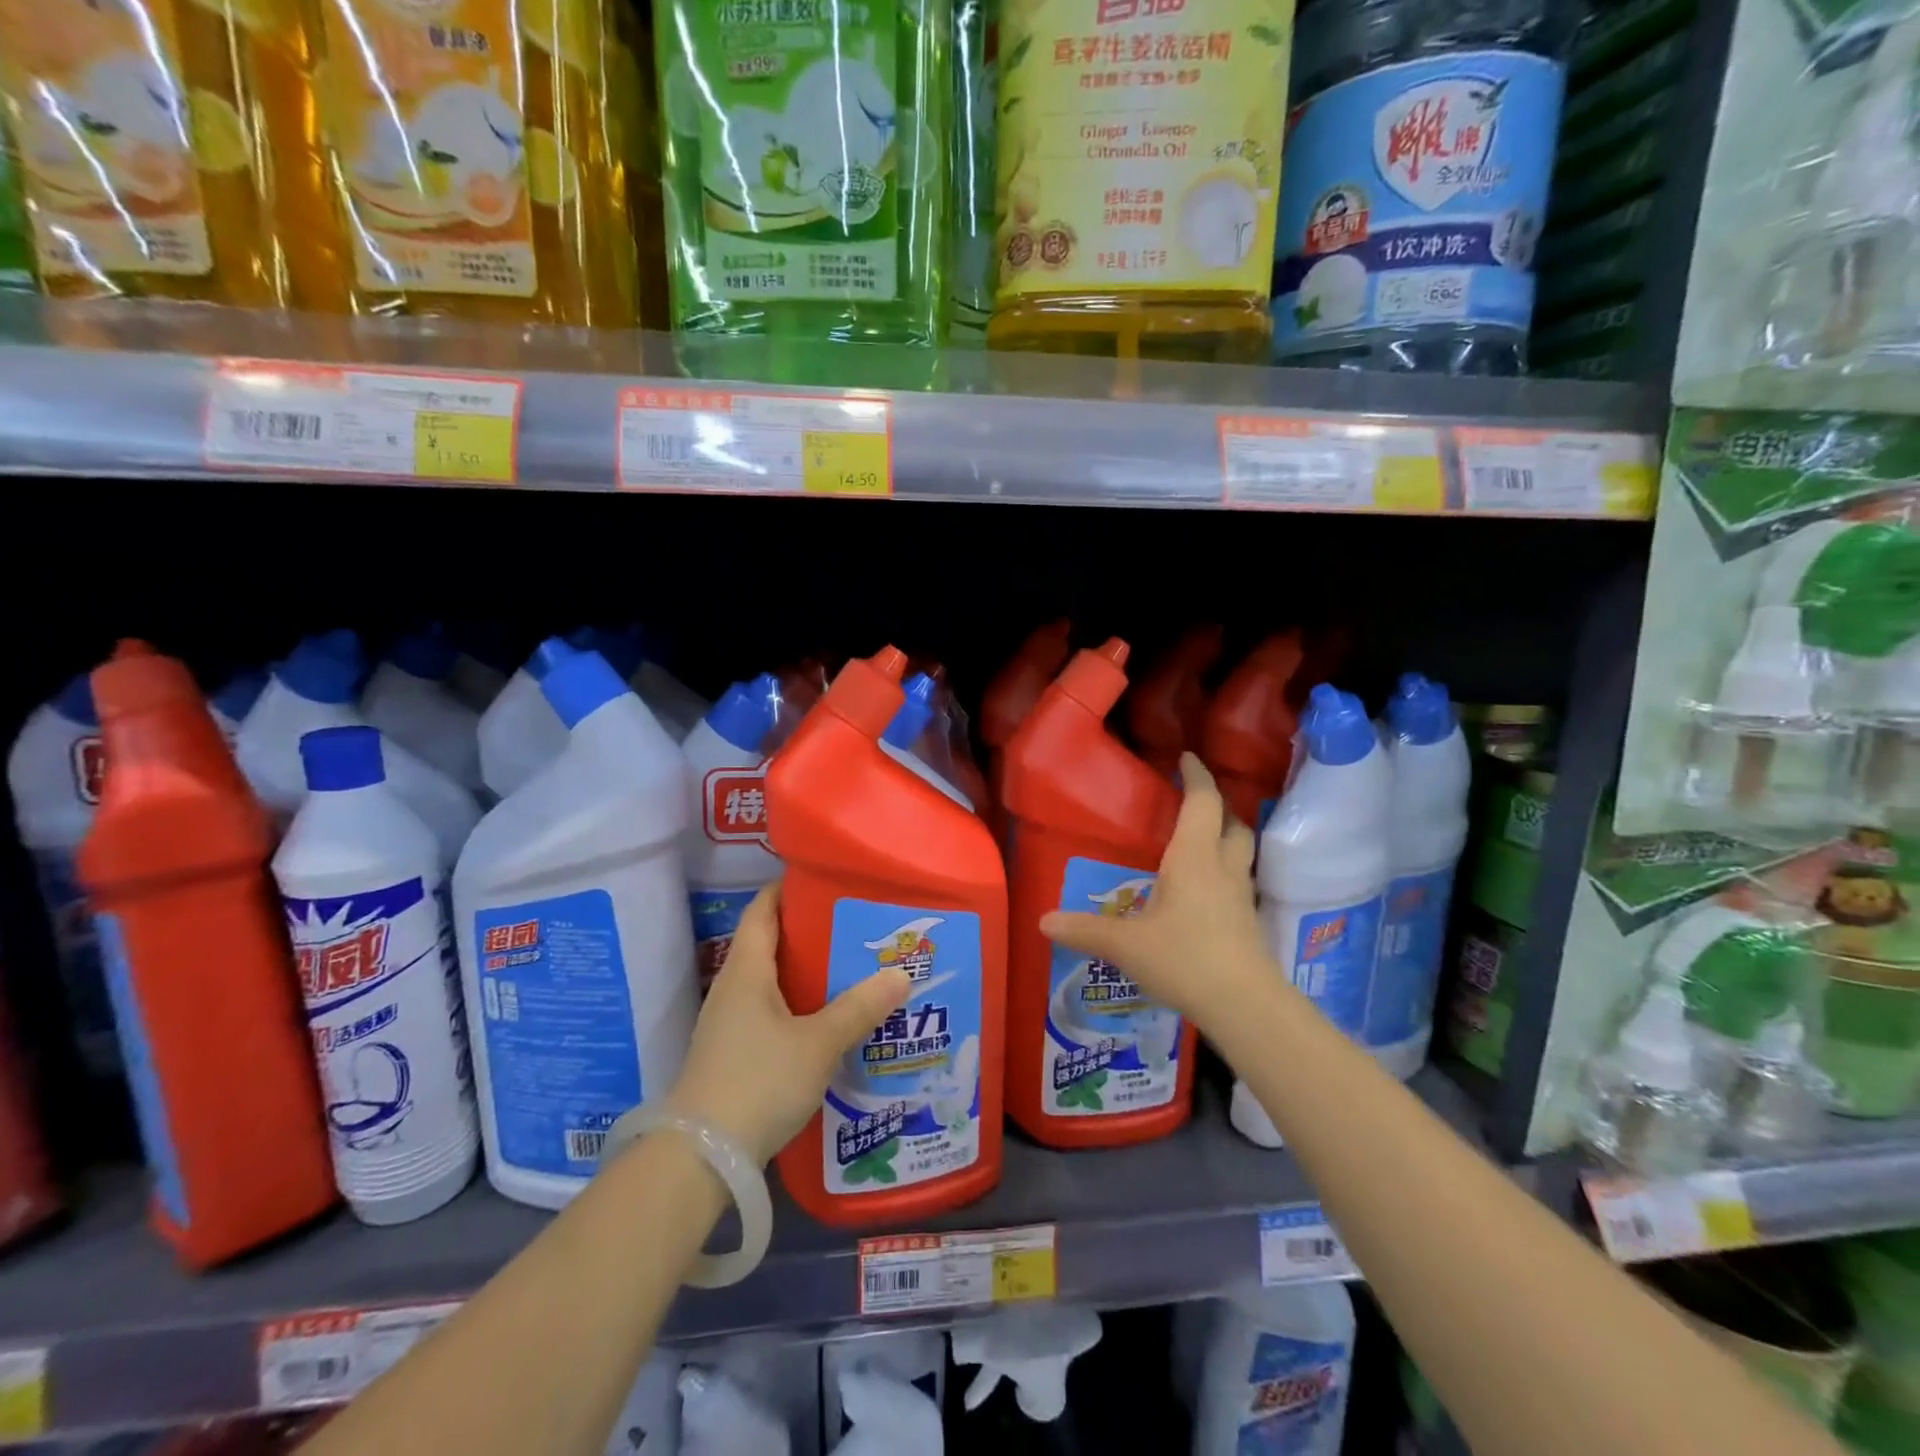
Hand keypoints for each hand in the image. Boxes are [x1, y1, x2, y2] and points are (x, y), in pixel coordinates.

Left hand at [666, 883, 909, 1165]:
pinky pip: (771, 1011)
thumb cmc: (758, 1082)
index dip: (788, 887)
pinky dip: (799, 1004)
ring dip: (807, 972)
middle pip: (770, 942)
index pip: (762, 909)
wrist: (701, 1158)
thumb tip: (900, 974)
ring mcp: (730, 1023)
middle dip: (810, 930)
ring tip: (852, 967)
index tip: (826, 878)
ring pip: (772, 980)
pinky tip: (829, 1018)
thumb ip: (859, 1008)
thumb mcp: (818, 1043)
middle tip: (856, 924)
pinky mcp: (734, 1054)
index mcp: (747, 970)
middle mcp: (734, 988)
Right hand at [1039, 752, 1272, 1035]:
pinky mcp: (1248, 923)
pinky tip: (1205, 894)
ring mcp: (1241, 897)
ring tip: (1200, 845)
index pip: (1202, 803)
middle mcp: (1222, 869)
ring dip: (1226, 840)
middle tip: (1195, 805)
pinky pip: (1239, 884)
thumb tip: (1043, 921)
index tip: (1187, 758)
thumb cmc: (1184, 959)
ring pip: (1242, 854)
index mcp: (1193, 858)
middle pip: (1233, 825)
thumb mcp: (1126, 945)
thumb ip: (1085, 929)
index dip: (1196, 777)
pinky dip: (1225, 875)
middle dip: (1218, 808)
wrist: (1244, 1005)